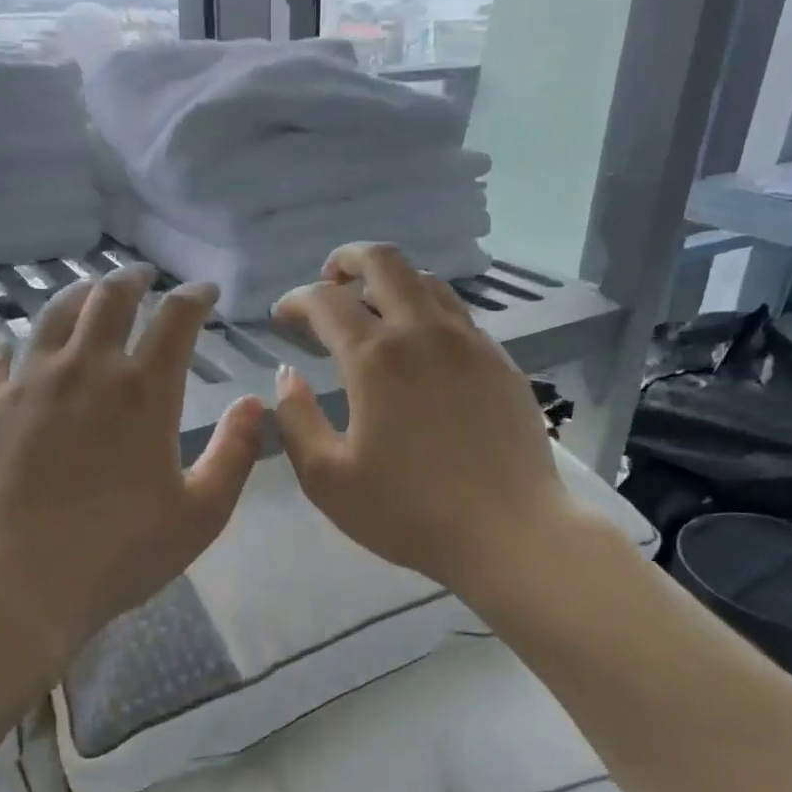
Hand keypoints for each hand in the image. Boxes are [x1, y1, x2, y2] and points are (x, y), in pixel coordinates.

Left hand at [0, 266, 264, 664]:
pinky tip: (12, 348)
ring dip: (78, 295)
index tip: (205, 291)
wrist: (19, 582)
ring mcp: (29, 383)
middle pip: (109, 298)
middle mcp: (86, 369)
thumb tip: (254, 403)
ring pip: (53, 315)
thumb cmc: (121, 552)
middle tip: (144, 276)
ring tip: (89, 292)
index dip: (195, 296)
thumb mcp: (202, 513)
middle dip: (133, 279)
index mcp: (144, 391)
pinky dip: (11, 346)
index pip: (176, 319)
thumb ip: (236, 453)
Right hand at [271, 243, 576, 598]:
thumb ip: (296, 420)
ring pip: (427, 282)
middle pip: (384, 261)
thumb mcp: (327, 478)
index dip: (296, 301)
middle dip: (347, 260)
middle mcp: (424, 333)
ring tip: (373, 308)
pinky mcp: (500, 361)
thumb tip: (287, 376)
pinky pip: (458, 315)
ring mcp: (470, 342)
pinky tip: (422, 347)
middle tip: (329, 281)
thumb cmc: (409, 511)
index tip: (282, 317)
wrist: (509, 532)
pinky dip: (427, 311)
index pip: (325, 302)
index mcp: (376, 358)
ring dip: (391, 282)